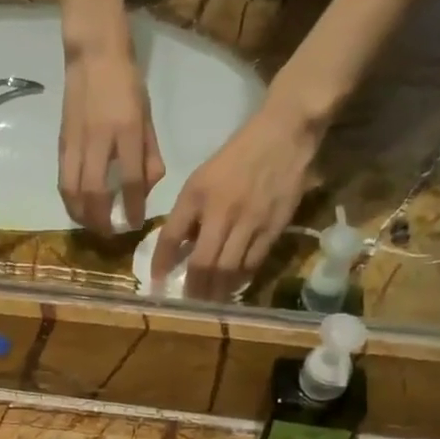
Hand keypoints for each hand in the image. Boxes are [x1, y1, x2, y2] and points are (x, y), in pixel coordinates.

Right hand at [59, 46, 162, 233]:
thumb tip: (147, 189)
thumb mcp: (147, 117)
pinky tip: (77, 208)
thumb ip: (149, 154)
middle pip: (95, 191)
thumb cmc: (127, 85)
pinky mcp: (62, 142)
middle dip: (101, 219)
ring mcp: (77, 141)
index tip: (135, 225)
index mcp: (127, 131)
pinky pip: (63, 178)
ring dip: (81, 214)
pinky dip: (69, 199)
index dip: (132, 207)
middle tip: (109, 234)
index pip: (131, 179)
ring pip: (73, 189)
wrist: (93, 56)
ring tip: (91, 226)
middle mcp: (100, 139)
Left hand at [151, 107, 316, 301]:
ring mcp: (249, 223)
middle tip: (188, 301)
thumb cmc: (237, 156)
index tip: (156, 281)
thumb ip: (190, 212)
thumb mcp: (202, 179)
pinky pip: (253, 263)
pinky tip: (233, 286)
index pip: (171, 236)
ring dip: (216, 291)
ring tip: (209, 302)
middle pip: (202, 263)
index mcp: (197, 195)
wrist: (283, 136)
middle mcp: (221, 212)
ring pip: (228, 270)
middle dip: (193, 288)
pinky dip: (240, 279)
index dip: (161, 262)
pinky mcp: (273, 228)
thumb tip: (180, 247)